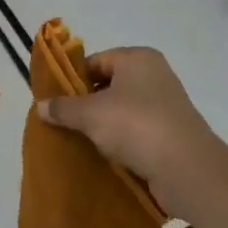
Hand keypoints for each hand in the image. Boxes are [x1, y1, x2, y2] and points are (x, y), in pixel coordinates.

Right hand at [35, 47, 223, 215]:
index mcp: (137, 58)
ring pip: (122, 110)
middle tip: (63, 123)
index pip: (95, 61)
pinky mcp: (171, 133)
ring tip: (80, 141)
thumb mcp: (90, 114)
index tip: (55, 102)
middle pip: (109, 85)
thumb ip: (63, 108)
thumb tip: (40, 106)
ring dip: (103, 125)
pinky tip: (104, 155)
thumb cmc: (135, 126)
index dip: (73, 80)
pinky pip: (137, 132)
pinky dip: (121, 141)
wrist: (187, 169)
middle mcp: (154, 75)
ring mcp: (166, 105)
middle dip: (86, 104)